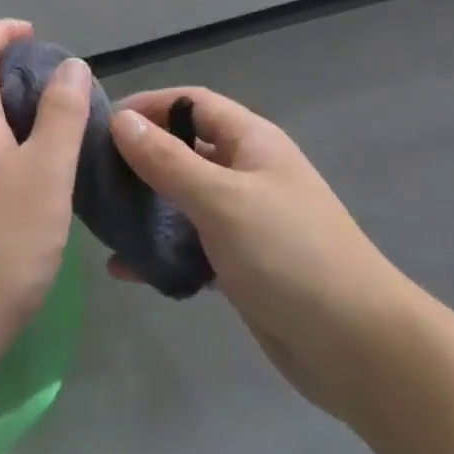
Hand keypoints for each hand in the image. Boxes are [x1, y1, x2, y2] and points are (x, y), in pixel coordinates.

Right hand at [108, 88, 408, 420]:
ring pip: (183, 200)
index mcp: (251, 141)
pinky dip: (161, 252)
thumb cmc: (290, 254)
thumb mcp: (222, 199)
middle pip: (183, 150)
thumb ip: (168, 160)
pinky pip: (191, 246)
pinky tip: (127, 269)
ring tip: (101, 219)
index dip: (148, 105)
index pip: (190, 103)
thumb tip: (121, 120)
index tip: (102, 123)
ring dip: (146, 207)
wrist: (360, 350)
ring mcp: (244, 220)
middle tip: (92, 174)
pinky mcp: (241, 265)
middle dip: (140, 158)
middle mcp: (246, 172)